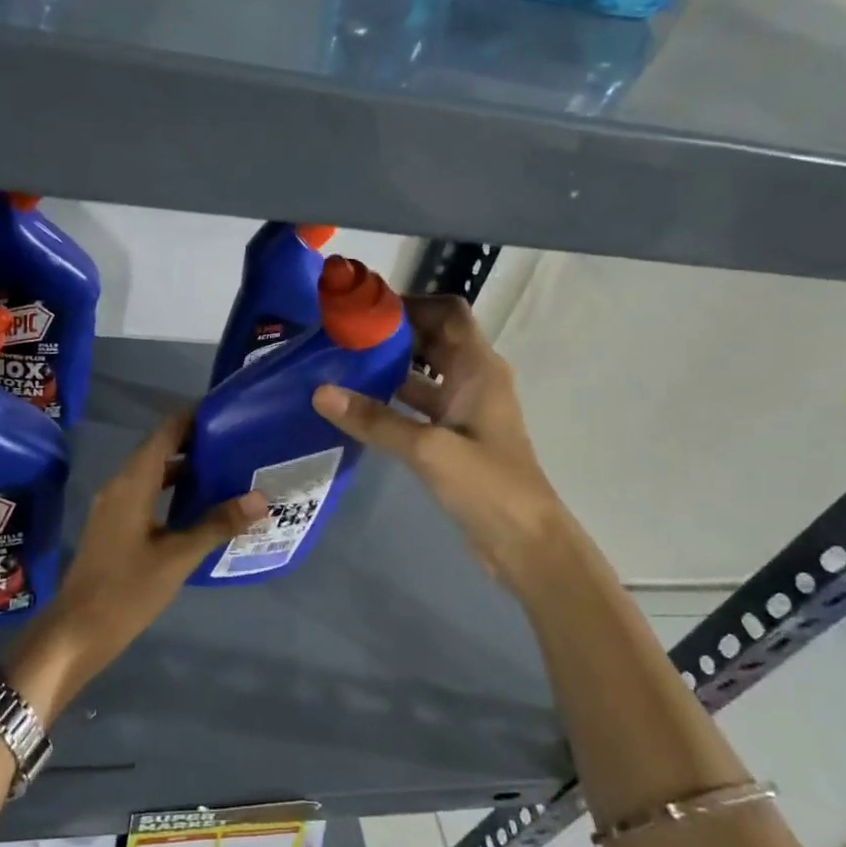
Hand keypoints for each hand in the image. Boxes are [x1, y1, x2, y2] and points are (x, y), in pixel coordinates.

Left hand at [0, 412, 265, 721]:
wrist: (78, 631)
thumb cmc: (127, 590)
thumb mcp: (177, 557)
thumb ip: (217, 524)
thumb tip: (260, 499)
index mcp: (131, 484)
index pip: (163, 434)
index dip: (190, 418)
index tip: (222, 410)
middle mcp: (119, 486)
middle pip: (157, 451)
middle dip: (192, 443)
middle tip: (232, 441)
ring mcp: (112, 507)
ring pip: (151, 474)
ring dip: (182, 469)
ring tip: (222, 469)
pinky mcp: (113, 526)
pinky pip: (145, 494)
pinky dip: (170, 491)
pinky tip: (196, 507)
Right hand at [312, 294, 555, 577]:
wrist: (525, 543)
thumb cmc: (488, 485)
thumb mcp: (428, 449)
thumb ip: (375, 420)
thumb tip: (320, 392)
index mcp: (479, 368)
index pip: (447, 312)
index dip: (410, 303)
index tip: (364, 308)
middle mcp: (473, 379)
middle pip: (432, 338)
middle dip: (391, 333)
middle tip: (342, 334)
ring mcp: (463, 409)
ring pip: (422, 372)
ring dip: (389, 366)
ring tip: (341, 363)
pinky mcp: (453, 437)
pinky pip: (418, 404)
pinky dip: (392, 398)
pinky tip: (357, 405)